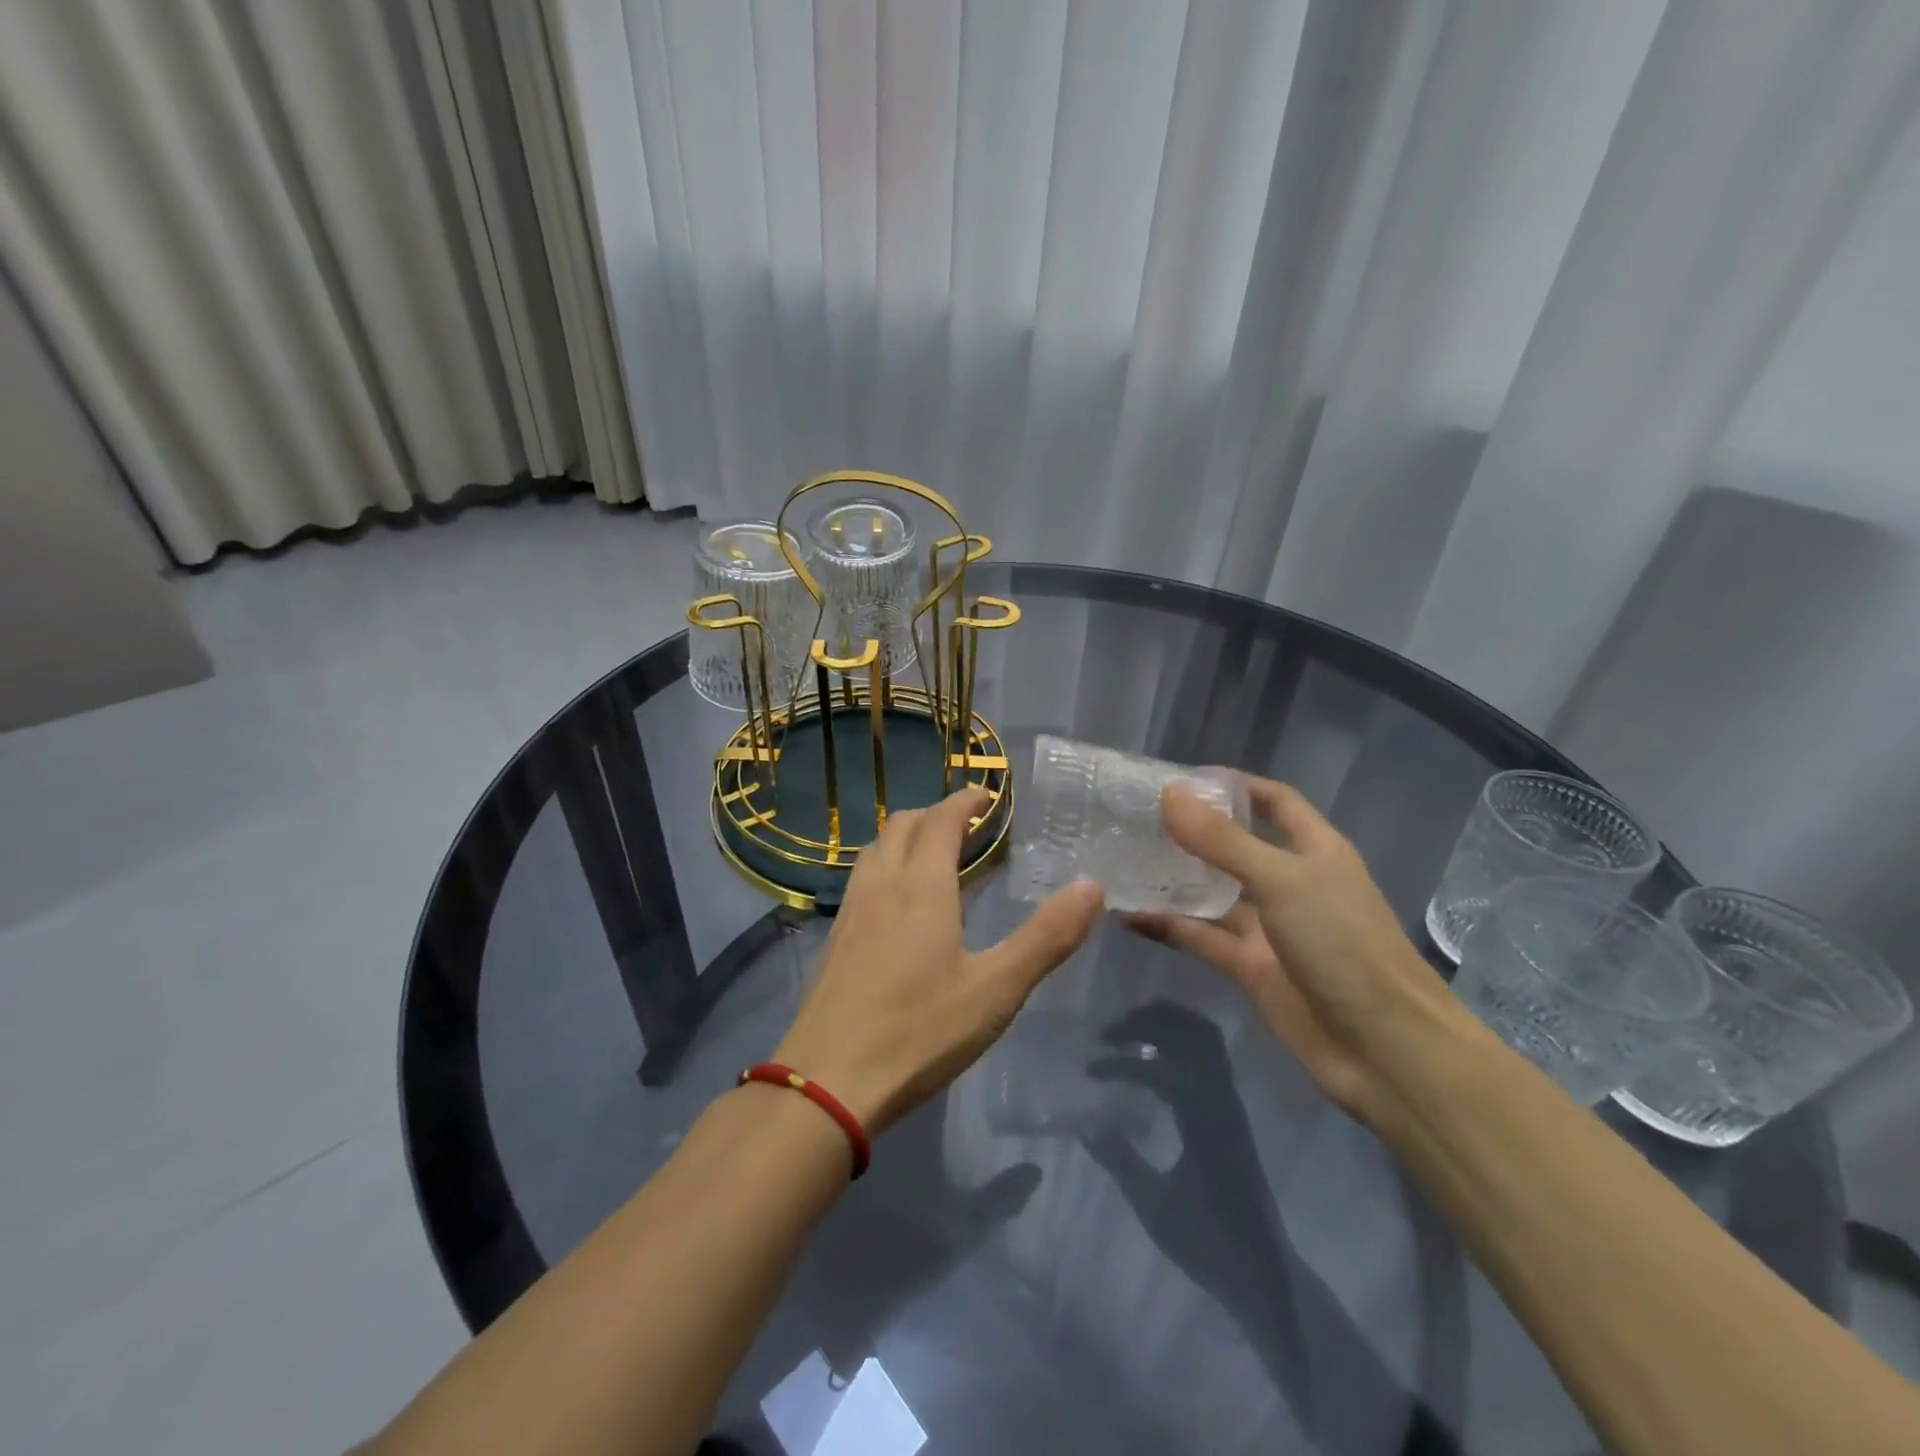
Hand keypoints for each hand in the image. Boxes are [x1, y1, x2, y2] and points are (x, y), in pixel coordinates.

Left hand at [774, 787, 1102, 1134]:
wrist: (827, 1082)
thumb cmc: (919, 1031)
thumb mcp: (996, 989)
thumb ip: (1046, 937)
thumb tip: (1092, 886)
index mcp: (921, 885)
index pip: (942, 819)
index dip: (966, 800)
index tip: (988, 797)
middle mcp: (881, 884)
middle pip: (904, 824)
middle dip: (937, 814)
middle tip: (970, 827)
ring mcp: (851, 910)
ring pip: (877, 848)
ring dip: (908, 836)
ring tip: (937, 856)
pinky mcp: (835, 938)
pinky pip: (863, 877)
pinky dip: (888, 865)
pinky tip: (901, 903)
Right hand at [1127, 775, 1471, 1124]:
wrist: (1384, 1050)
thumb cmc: (1343, 946)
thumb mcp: (1282, 880)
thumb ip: (1222, 841)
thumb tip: (1170, 793)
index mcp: (1314, 850)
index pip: (1275, 801)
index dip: (1235, 786)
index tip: (1182, 778)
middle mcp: (1290, 882)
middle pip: (1236, 845)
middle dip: (1193, 831)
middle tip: (1136, 817)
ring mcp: (1269, 927)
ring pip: (1213, 893)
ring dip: (1174, 879)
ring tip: (1121, 860)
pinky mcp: (1250, 967)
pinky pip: (1202, 937)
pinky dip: (1169, 926)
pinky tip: (1128, 916)